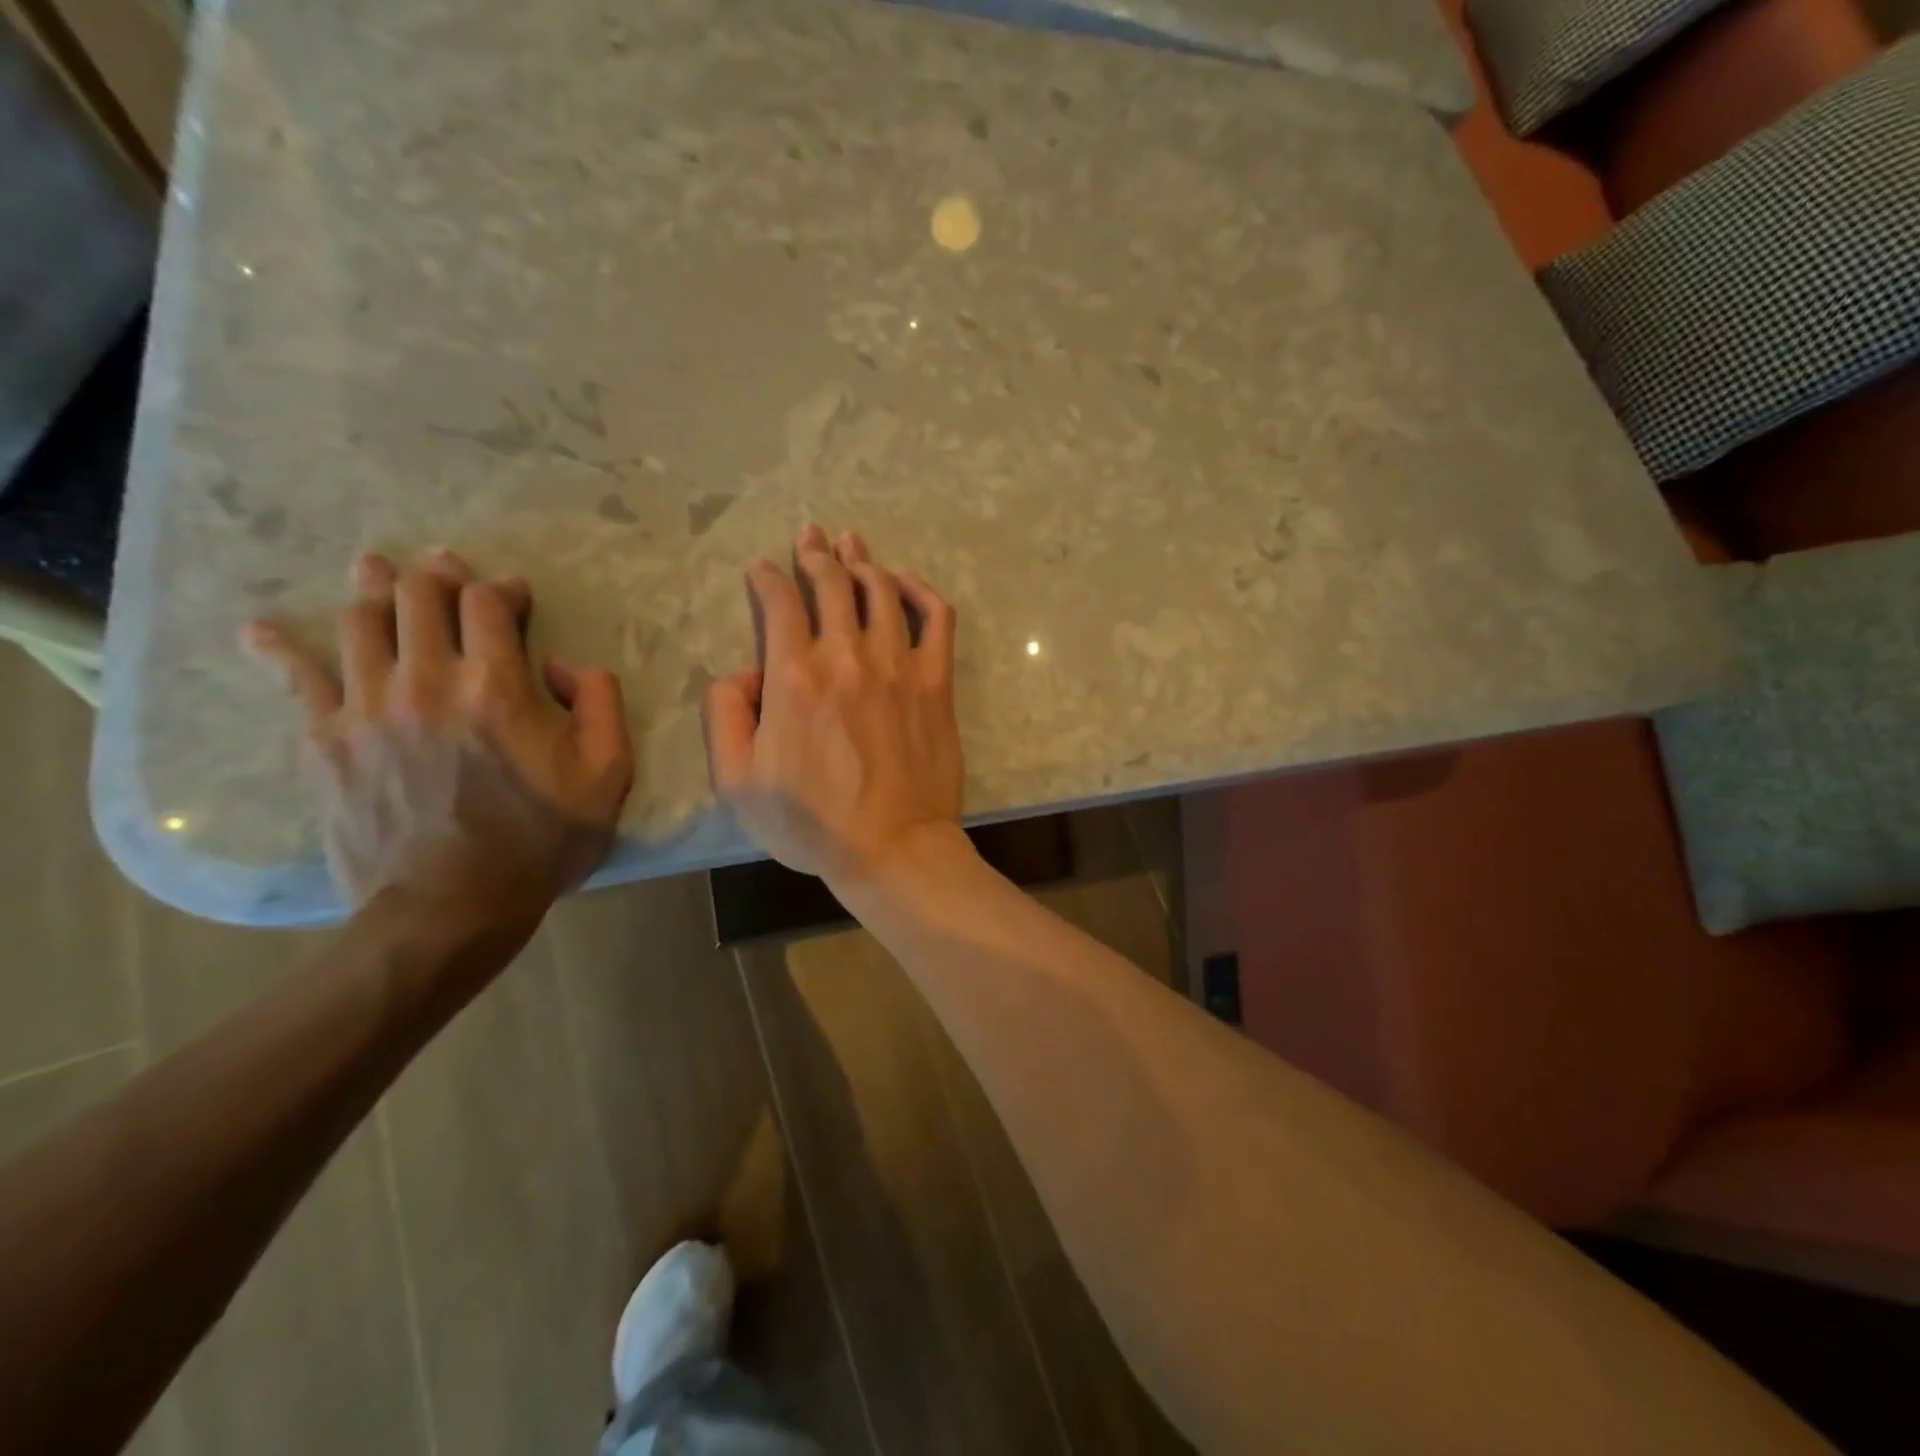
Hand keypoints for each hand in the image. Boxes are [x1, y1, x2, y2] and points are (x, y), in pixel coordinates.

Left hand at [242, 549, 633, 920]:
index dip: (503, 589)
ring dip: (374, 589)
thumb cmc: (541, 841)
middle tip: (448, 571)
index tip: (515, 597)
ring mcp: (367, 707)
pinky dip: (279, 648)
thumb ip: (602, 702)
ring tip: (378, 573)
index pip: (487, 603)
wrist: (451, 908)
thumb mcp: (609, 775)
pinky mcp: (326, 739)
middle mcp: (426, 680)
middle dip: (439, 574)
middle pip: (419, 595)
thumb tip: (563, 666)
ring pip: (359, 621)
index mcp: (497, 688)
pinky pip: (296, 678)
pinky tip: (263, 631)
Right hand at [706, 525, 962, 885]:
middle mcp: (847, 657)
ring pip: (880, 591)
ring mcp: (898, 666)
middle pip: (831, 584)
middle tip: (810, 534)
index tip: (761, 570)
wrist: (892, 848)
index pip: (779, 604)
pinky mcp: (936, 682)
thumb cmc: (812, 823)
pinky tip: (906, 582)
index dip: (767, 578)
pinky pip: (936, 619)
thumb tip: (743, 674)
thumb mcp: (737, 782)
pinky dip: (921, 592)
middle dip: (815, 553)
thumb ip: (725, 716)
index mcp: (794, 677)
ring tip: (852, 543)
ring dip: (862, 561)